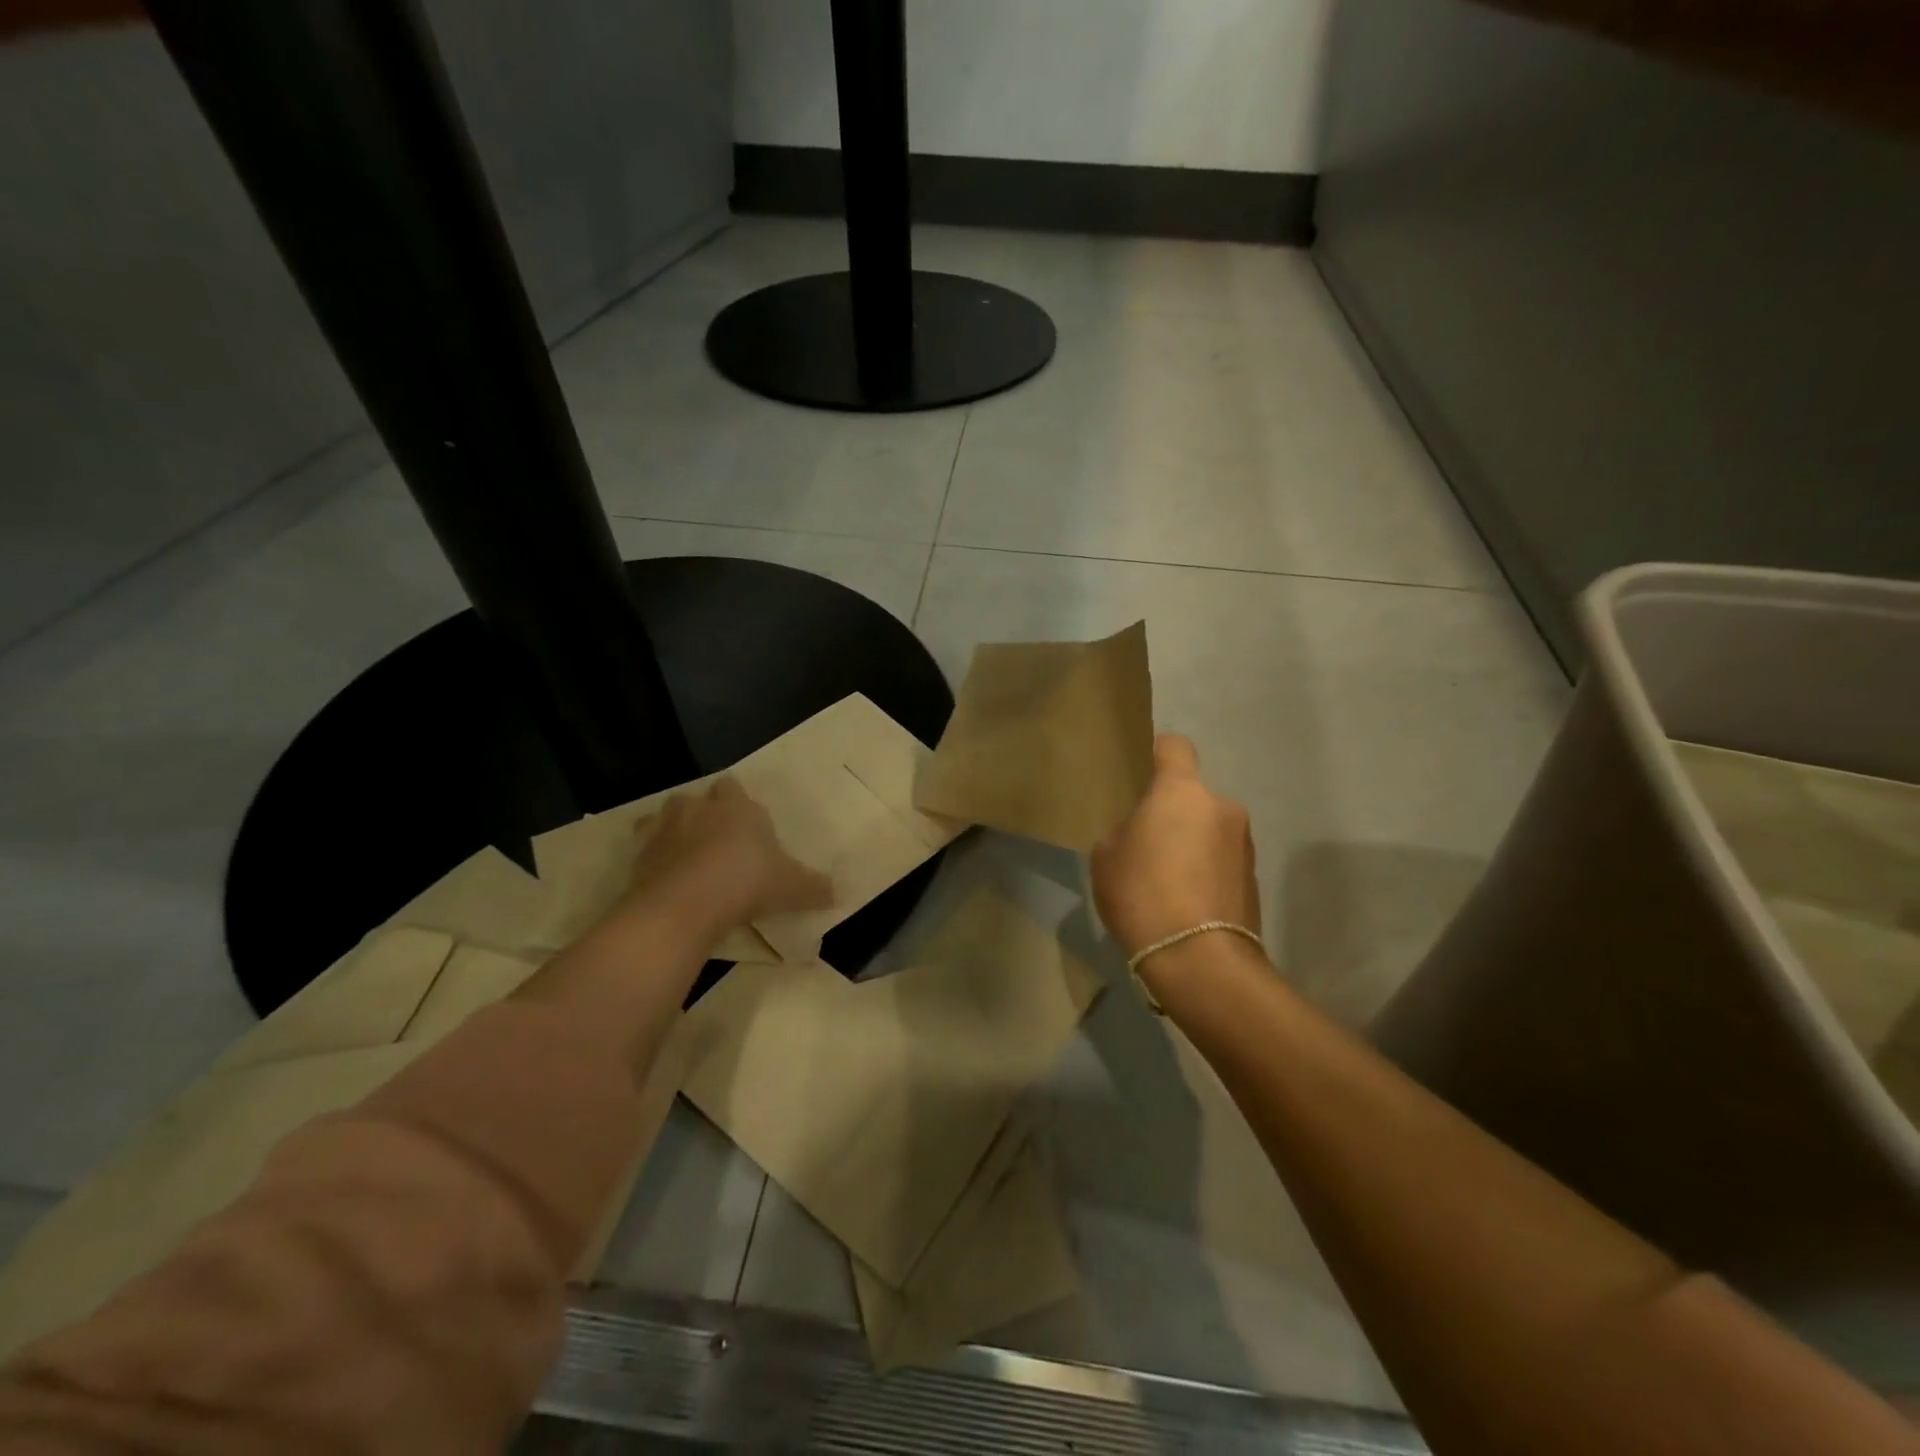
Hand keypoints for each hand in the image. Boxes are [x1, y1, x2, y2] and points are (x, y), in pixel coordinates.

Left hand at [621, 778, 830, 931]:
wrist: (685, 904)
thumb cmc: (747, 882)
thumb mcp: (792, 888)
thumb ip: (814, 888)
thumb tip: (839, 893)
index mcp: (737, 806)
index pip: (732, 786)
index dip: (736, 800)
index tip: (744, 822)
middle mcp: (698, 809)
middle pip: (696, 798)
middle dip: (703, 812)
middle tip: (716, 839)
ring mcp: (664, 830)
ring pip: (664, 817)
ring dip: (673, 830)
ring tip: (686, 854)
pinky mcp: (638, 856)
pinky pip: (644, 849)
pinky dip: (653, 859)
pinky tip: (665, 877)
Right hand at [1091, 735, 1259, 956]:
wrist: (1199, 959)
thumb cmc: (1143, 894)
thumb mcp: (1107, 857)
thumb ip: (1125, 831)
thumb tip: (1142, 834)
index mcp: (1182, 792)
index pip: (1176, 747)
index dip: (1158, 753)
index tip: (1144, 772)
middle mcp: (1222, 806)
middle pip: (1192, 796)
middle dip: (1173, 813)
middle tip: (1148, 844)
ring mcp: (1245, 843)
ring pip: (1210, 828)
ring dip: (1193, 843)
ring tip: (1168, 881)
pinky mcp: (1255, 878)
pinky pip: (1222, 860)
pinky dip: (1206, 871)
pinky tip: (1186, 902)